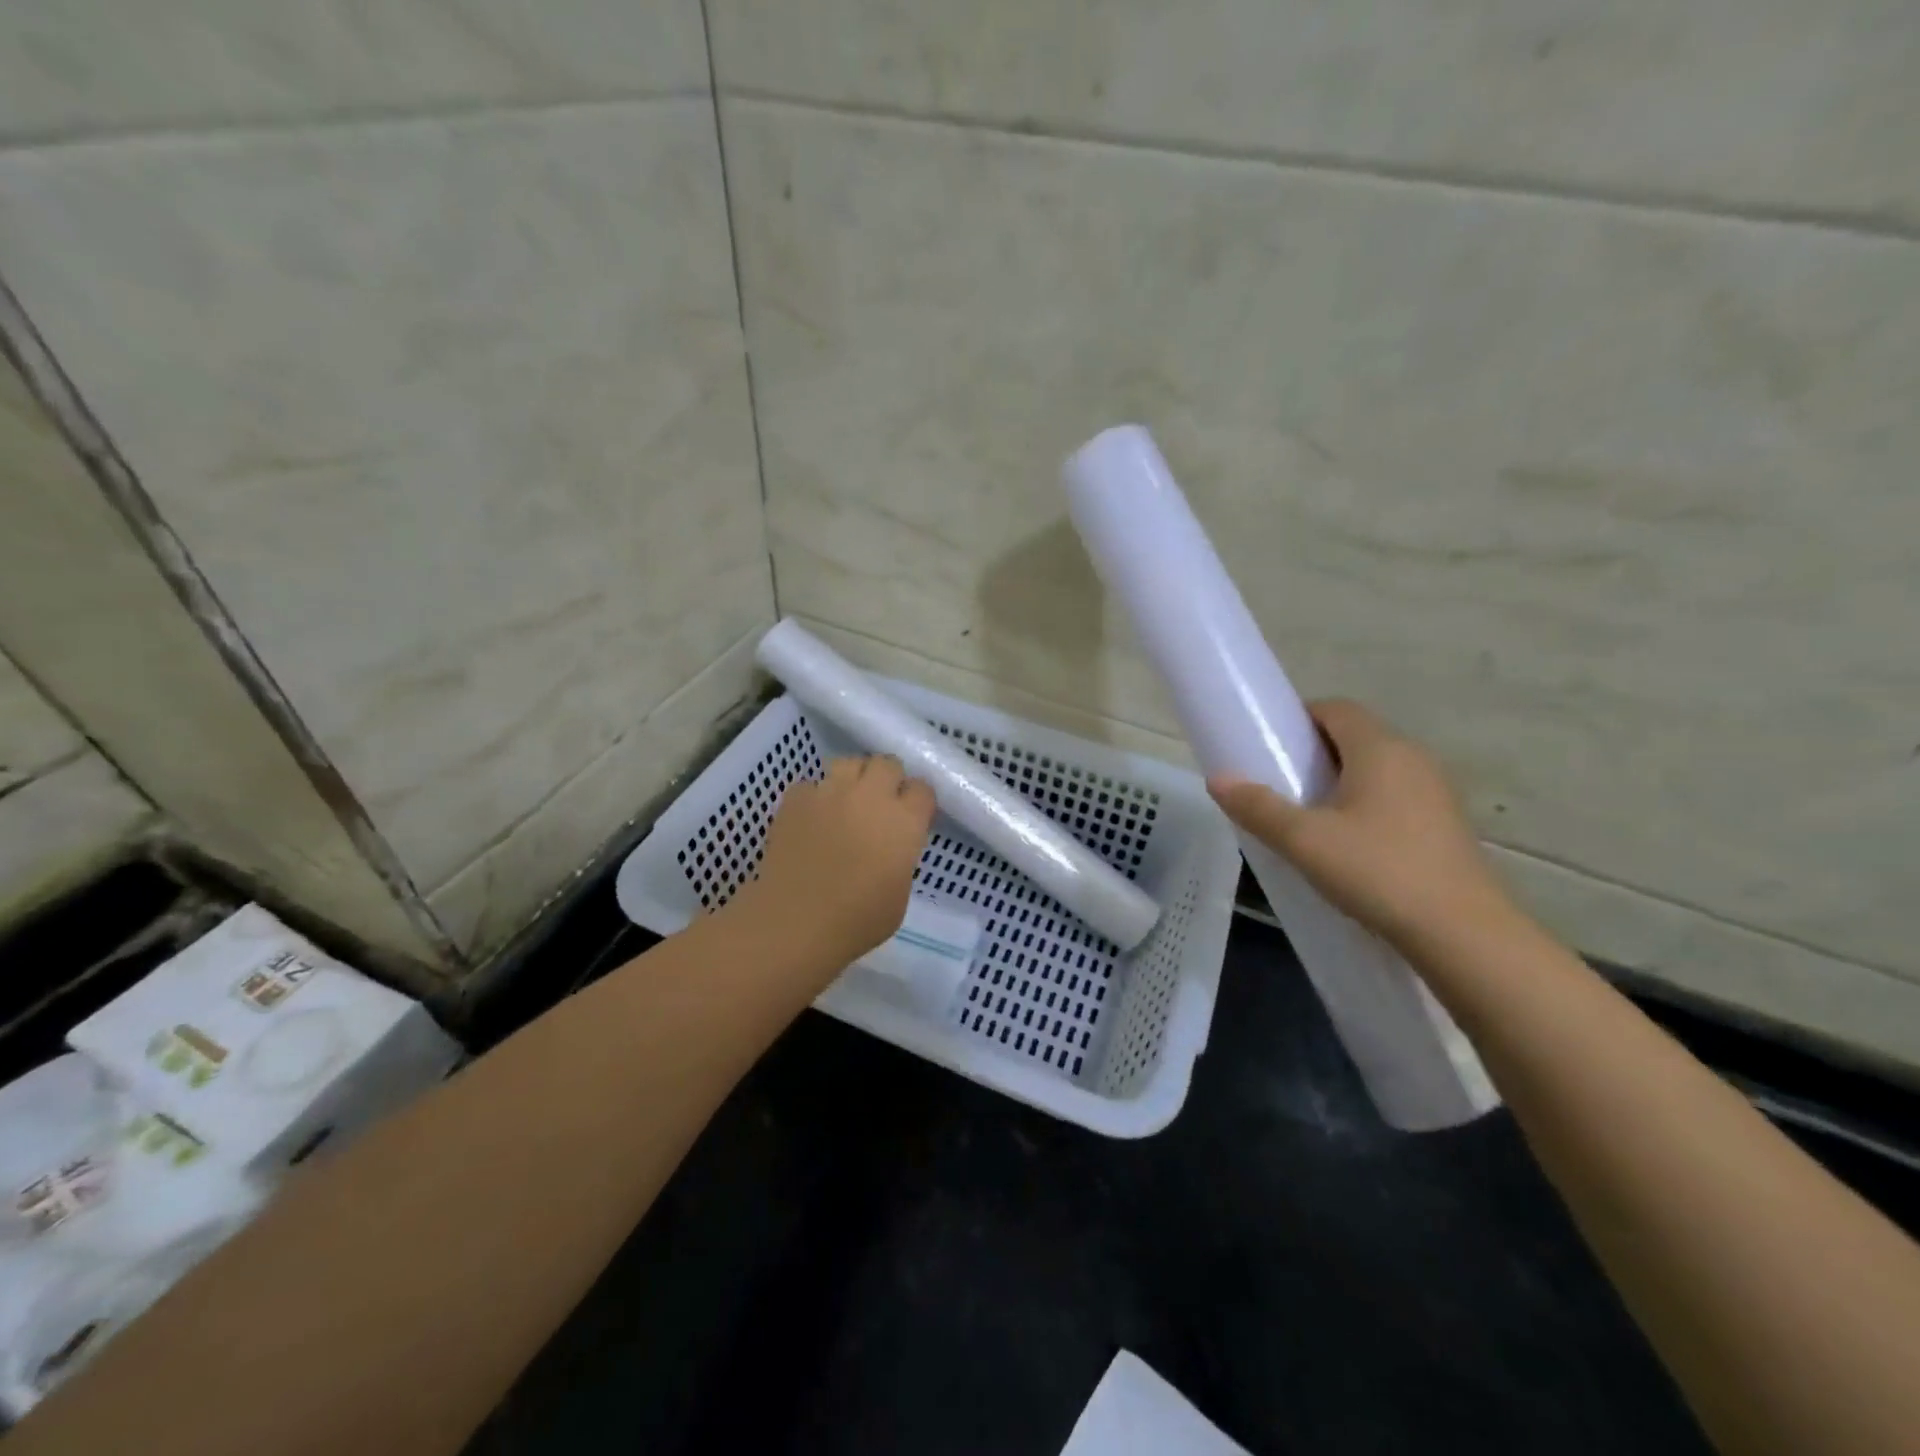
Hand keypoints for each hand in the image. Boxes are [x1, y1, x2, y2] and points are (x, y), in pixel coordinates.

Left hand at [738, 754, 936, 966]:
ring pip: (849, 762)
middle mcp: (871, 796)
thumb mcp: (899, 896)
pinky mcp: (796, 799)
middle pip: (887, 763)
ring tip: (845, 802)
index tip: (911, 817)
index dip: (917, 802)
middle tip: (879, 804)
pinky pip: (810, 784)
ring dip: (853, 778)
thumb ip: (900, 860)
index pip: (922, 789)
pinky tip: (810, 819)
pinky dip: (813, 797)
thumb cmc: (856, 921)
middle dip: (887, 779)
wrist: (795, 922)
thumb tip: (890, 849)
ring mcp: (830, 792)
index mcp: (904, 822)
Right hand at [1207, 699, 1517, 953]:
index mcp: (1380, 749)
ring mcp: (1435, 792)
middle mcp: (1413, 759)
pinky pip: (1395, 796)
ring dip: (1340, 780)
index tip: (1269, 746)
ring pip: (1377, 768)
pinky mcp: (1445, 825)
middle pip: (1356, 736)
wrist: (1463, 935)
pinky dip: (1365, 804)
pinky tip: (1348, 844)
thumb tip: (1217, 779)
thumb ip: (1258, 807)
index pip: (1336, 708)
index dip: (1299, 718)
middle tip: (1279, 782)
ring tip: (1308, 816)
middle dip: (1314, 752)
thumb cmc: (1378, 872)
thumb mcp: (1304, 841)